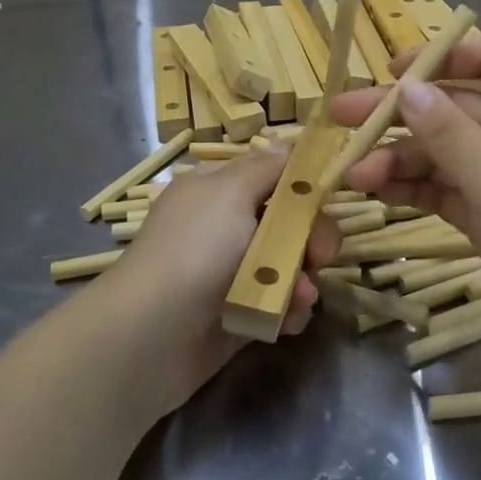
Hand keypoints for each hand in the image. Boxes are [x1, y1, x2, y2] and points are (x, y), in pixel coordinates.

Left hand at [100, 145, 340, 408]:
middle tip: (319, 256)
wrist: (154, 333)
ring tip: (299, 297)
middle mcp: (227, 229)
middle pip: (291, 224)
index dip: (303, 186)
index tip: (327, 198)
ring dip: (304, 280)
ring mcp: (235, 274)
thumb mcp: (229, 192)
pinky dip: (289, 311)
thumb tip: (284, 146)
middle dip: (313, 239)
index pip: (272, 178)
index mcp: (219, 192)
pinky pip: (281, 305)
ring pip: (292, 267)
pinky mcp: (242, 313)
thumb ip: (266, 169)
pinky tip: (286, 319)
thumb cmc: (195, 249)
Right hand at [331, 37, 480, 384]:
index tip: (392, 72)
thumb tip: (406, 88)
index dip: (442, 57)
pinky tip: (377, 192)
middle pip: (456, 109)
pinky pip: (449, 192)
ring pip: (447, 155)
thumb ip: (450, 134)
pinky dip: (416, 190)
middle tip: (341, 117)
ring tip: (352, 173)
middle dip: (401, 114)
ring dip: (401, 160)